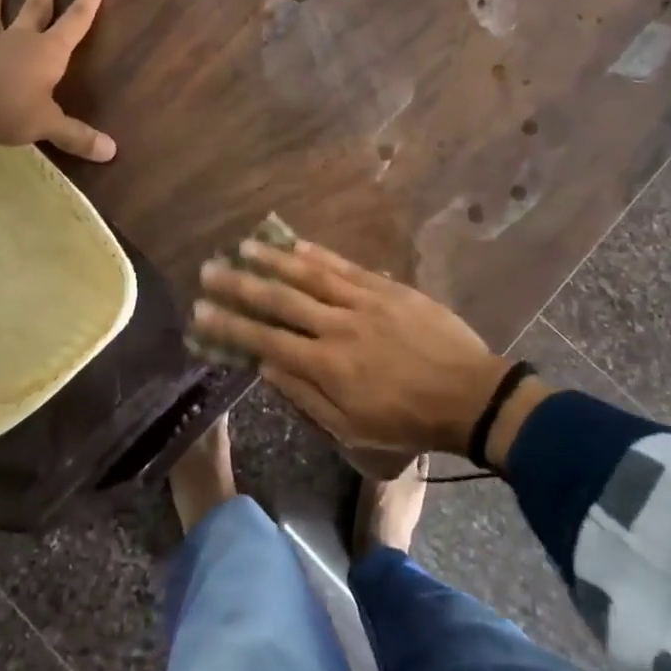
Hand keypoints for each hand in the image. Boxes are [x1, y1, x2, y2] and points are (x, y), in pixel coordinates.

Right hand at [192, 239, 550, 467]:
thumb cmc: (408, 421)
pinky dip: (318, 253)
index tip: (200, 311)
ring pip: (309, 274)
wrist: (469, 394)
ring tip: (244, 245)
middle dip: (240, 284)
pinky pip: (346, 266)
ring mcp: (363, 301)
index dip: (230, 326)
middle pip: (280, 299)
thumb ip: (306, 396)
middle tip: (209, 268)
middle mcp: (337, 326)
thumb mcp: (352, 429)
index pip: (266, 340)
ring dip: (273, 258)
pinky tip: (296, 242)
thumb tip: (266, 367)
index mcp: (326, 366)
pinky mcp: (386, 287)